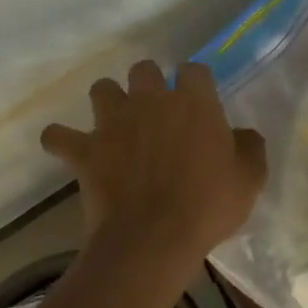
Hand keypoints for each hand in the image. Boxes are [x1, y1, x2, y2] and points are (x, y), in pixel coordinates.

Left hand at [40, 60, 267, 271]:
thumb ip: (249, 147)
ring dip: (108, 102)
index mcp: (193, 102)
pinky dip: (61, 140)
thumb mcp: (249, 179)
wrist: (154, 238)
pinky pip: (58, 135)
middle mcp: (151, 100)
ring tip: (115, 123)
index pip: (194, 69)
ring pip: (102, 89)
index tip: (198, 100)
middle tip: (156, 111)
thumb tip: (243, 134)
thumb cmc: (208, 206)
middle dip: (148, 83)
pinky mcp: (85, 150)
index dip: (195, 82)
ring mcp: (113, 122)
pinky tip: (67, 147)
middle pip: (144, 69)